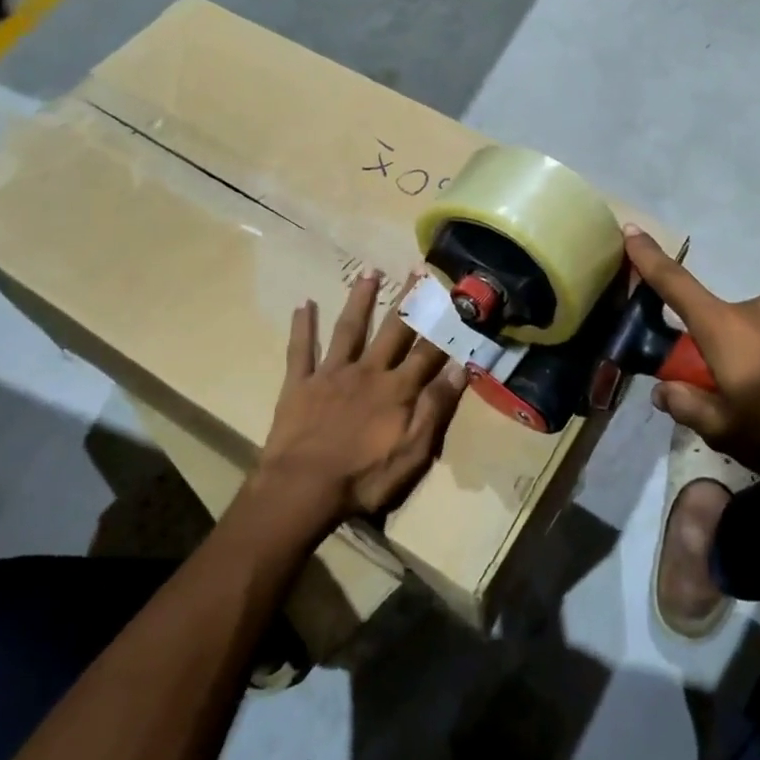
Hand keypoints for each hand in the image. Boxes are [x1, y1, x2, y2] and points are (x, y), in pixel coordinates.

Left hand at [252, 269, 468, 537]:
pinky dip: (303, 326)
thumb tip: (459, 369)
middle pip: (393, 330)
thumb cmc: (363, 478)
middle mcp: (367, 371)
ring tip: (369, 271)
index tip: (455, 298)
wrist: (302, 489)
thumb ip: (435, 409)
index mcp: (397, 389)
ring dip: (360, 299)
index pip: (428, 351)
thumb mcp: (413, 453)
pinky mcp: (300, 384)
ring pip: (350, 329)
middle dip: (408, 300)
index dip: (444, 325)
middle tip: (418, 270)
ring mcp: (332, 374)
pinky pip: (301, 349)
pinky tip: (303, 303)